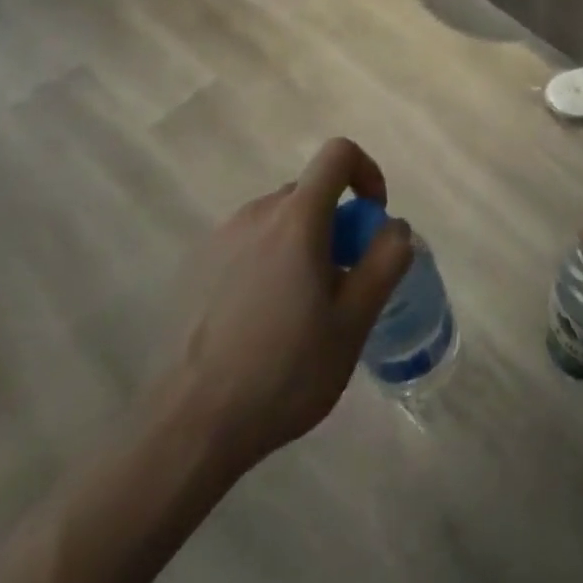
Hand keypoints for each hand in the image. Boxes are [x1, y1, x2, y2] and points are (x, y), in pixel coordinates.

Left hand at [161, 137, 412, 475]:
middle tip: (341, 282)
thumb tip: (394, 226)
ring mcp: (219, 240)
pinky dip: (268, 262)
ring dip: (302, 245)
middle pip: (310, 192)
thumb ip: (386, 261)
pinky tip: (262, 322)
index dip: (366, 172)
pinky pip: (248, 245)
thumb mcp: (355, 321)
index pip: (338, 154)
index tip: (372, 218)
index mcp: (296, 218)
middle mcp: (256, 214)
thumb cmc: (284, 371)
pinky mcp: (194, 269)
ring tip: (301, 309)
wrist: (188, 428)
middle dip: (336, 223)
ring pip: (278, 221)